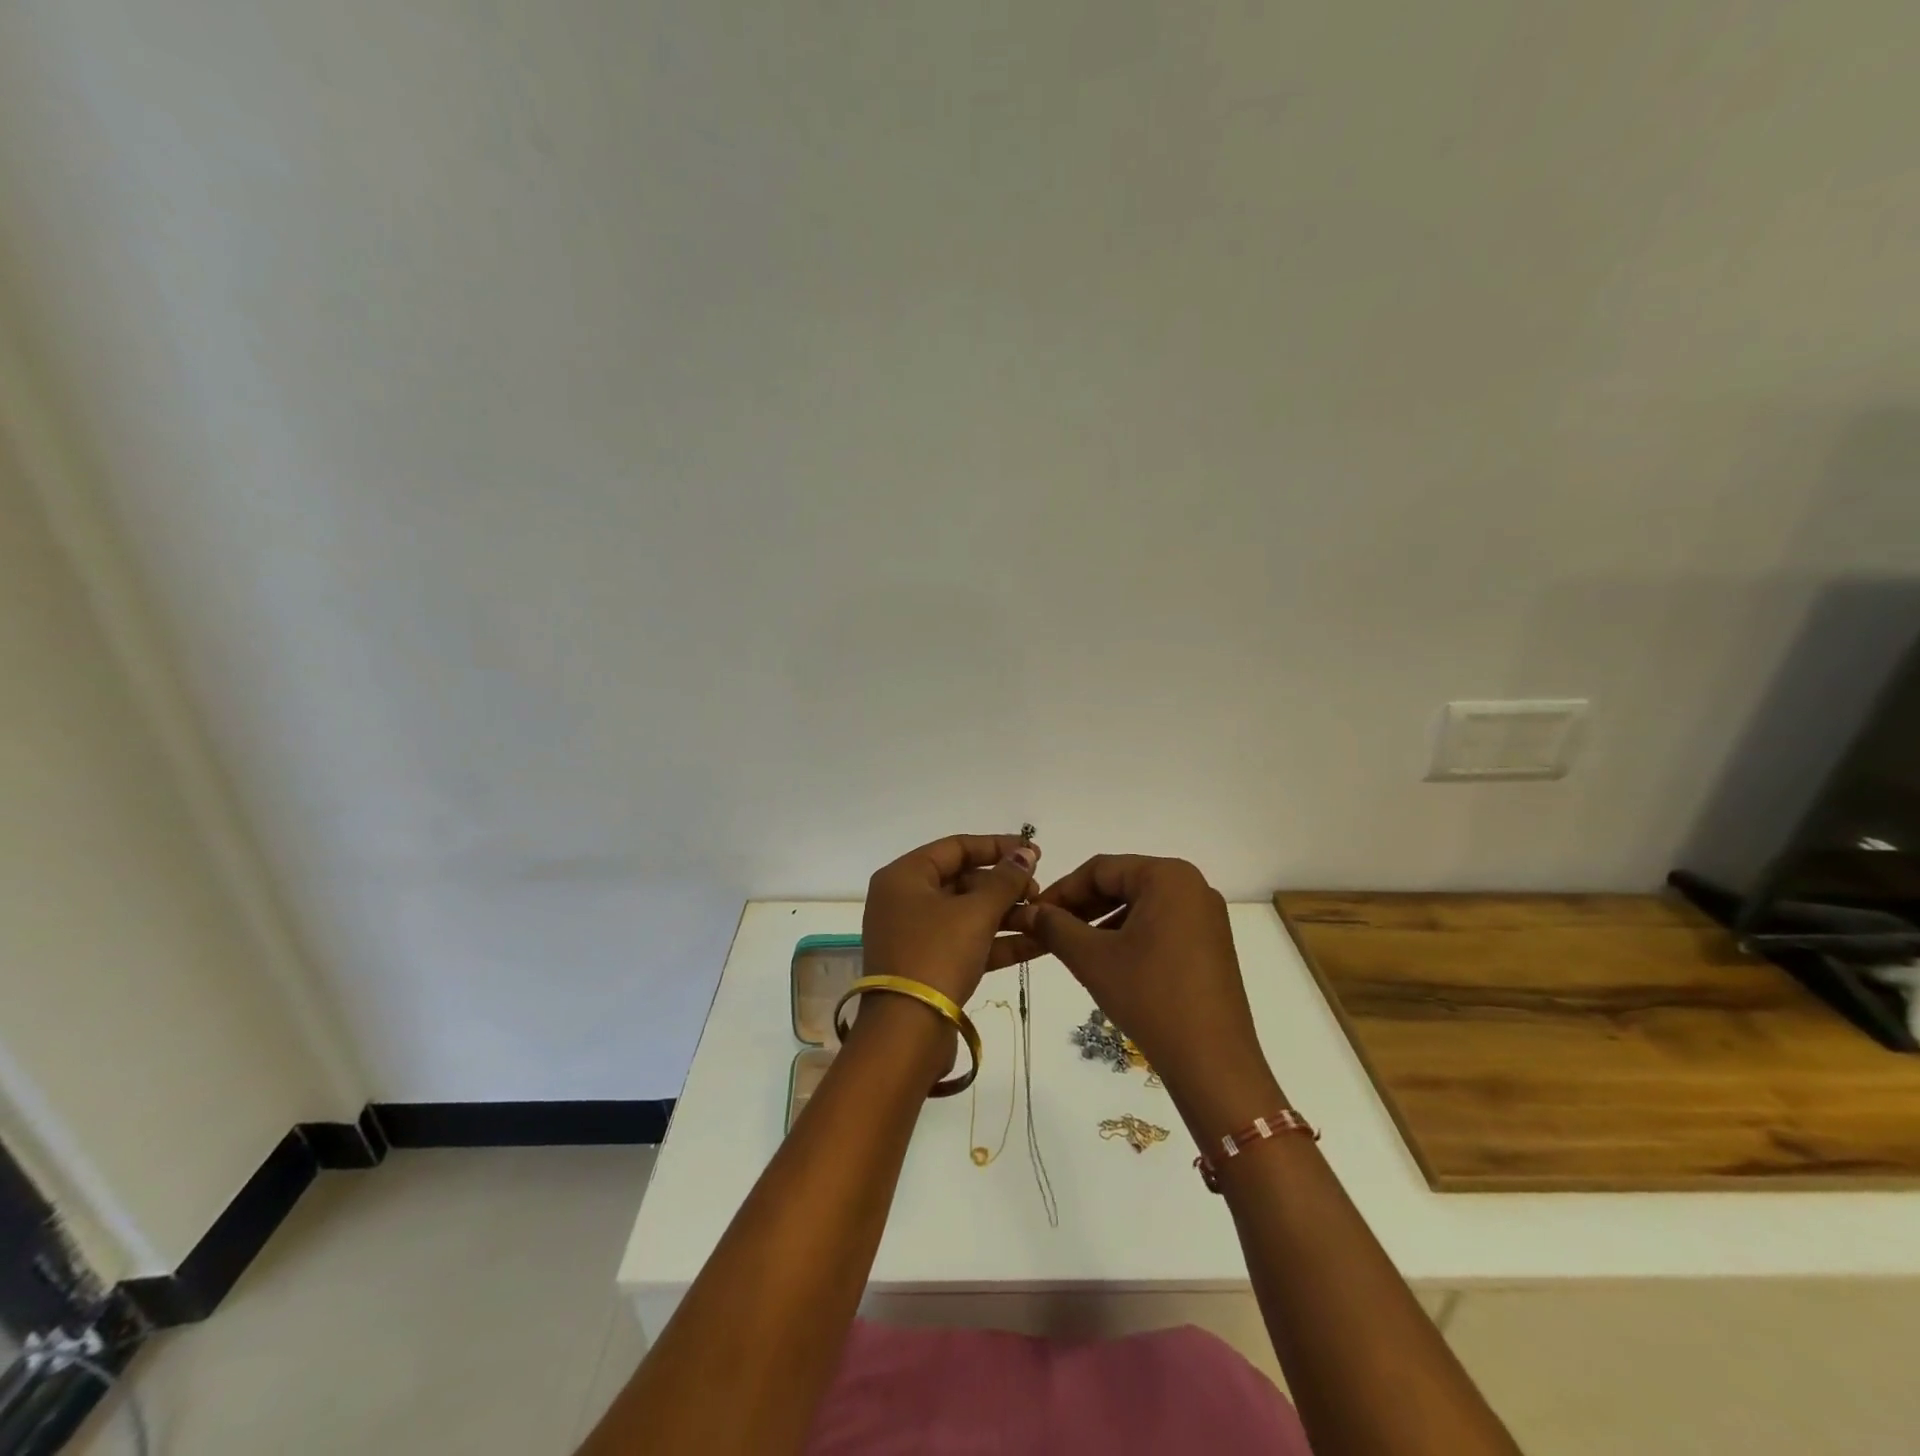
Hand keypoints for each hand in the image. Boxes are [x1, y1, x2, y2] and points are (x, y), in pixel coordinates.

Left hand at [861, 834, 1041, 1009]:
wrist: (907, 1032)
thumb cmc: (937, 955)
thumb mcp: (976, 913)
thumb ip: (1005, 880)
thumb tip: (1025, 853)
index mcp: (904, 876)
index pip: (956, 847)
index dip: (997, 846)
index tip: (1034, 851)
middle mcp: (905, 900)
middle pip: (962, 880)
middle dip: (1005, 885)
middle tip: (1040, 891)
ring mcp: (916, 935)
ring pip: (968, 913)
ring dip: (1007, 914)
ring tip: (1046, 915)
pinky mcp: (929, 965)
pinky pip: (968, 942)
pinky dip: (998, 940)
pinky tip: (1039, 941)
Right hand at [1009, 855, 1281, 1135]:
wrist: (1213, 1063)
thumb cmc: (1150, 997)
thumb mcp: (1093, 959)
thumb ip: (1055, 927)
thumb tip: (1029, 911)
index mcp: (1168, 876)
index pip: (1101, 869)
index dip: (1061, 890)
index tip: (1033, 913)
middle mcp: (1192, 886)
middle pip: (1122, 883)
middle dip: (1081, 906)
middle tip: (1047, 930)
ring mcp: (1206, 916)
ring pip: (1140, 906)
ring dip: (1102, 922)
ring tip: (1071, 948)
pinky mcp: (1211, 944)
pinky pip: (1160, 925)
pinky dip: (1129, 936)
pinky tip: (1107, 961)